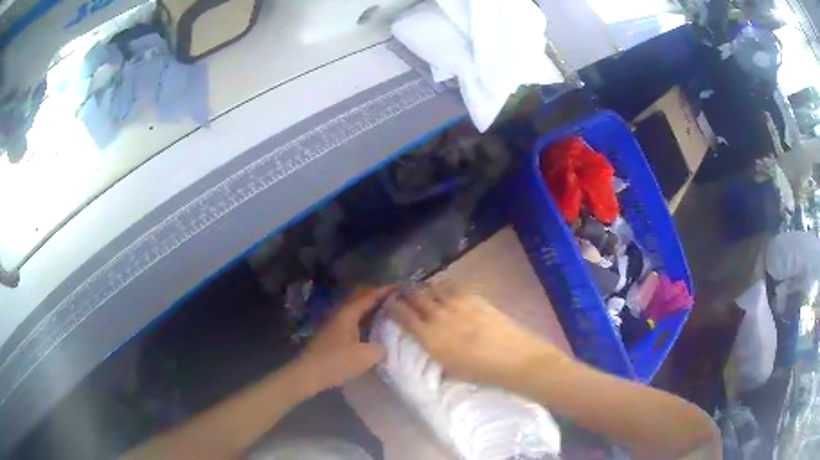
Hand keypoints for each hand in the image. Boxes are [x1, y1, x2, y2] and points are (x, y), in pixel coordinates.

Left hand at [296, 287, 393, 391]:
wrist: (309, 373)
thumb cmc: (337, 362)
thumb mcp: (365, 357)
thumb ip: (381, 348)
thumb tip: (387, 344)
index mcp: (348, 313)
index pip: (370, 295)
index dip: (386, 290)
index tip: (403, 287)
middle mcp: (340, 312)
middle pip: (360, 297)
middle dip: (378, 295)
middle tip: (396, 298)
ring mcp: (335, 322)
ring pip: (356, 308)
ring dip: (370, 307)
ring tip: (388, 311)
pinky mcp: (333, 333)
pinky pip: (352, 318)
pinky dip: (364, 318)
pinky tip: (373, 327)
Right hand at [387, 282, 564, 388]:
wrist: (514, 358)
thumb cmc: (480, 371)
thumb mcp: (449, 366)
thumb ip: (434, 349)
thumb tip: (427, 338)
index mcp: (430, 337)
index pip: (403, 316)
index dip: (393, 307)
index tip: (389, 304)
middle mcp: (439, 315)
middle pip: (416, 296)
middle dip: (406, 293)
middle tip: (402, 292)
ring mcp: (458, 303)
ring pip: (434, 286)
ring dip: (426, 287)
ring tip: (425, 290)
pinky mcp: (475, 297)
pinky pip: (453, 286)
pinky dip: (445, 286)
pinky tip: (446, 290)